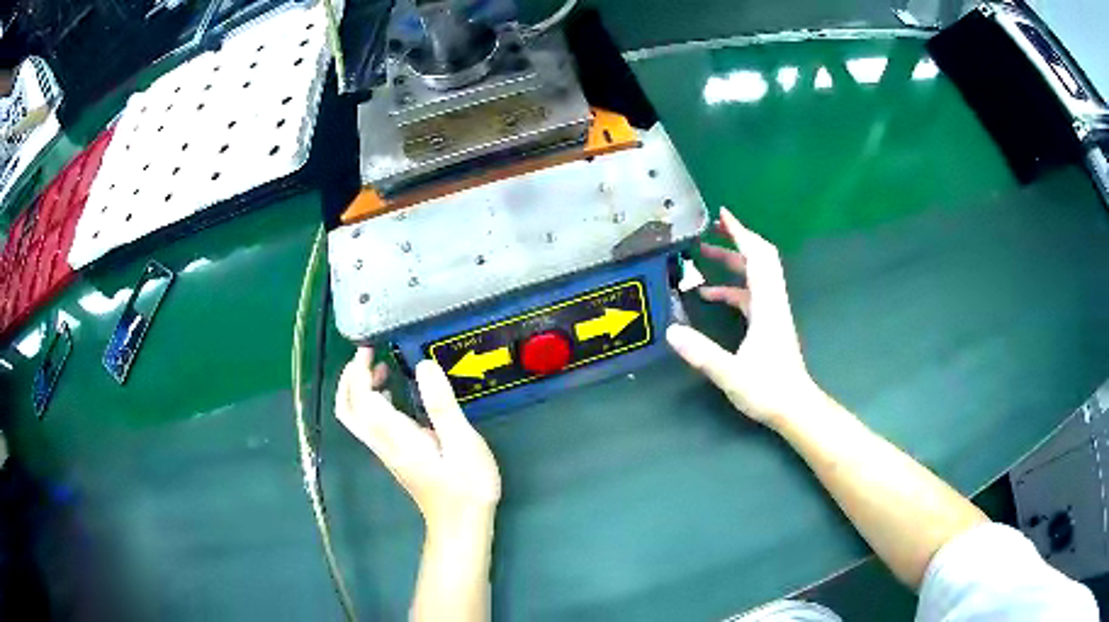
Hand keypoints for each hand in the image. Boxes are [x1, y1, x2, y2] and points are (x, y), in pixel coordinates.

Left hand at [336, 348, 500, 532]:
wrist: (460, 524)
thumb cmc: (466, 485)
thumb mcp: (463, 443)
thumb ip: (442, 405)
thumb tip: (424, 365)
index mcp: (396, 437)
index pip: (361, 399)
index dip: (358, 371)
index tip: (369, 348)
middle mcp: (383, 443)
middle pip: (347, 409)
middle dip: (349, 378)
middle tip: (368, 355)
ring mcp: (385, 451)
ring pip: (355, 417)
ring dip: (358, 389)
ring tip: (380, 368)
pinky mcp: (393, 455)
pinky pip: (368, 423)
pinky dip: (370, 401)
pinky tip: (392, 393)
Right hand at [666, 208, 817, 427]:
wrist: (795, 408)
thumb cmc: (768, 390)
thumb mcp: (731, 374)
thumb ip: (702, 353)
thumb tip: (671, 331)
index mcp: (767, 305)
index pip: (757, 257)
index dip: (741, 233)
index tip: (722, 214)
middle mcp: (772, 302)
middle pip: (760, 258)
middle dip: (737, 239)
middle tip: (712, 227)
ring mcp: (772, 312)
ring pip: (755, 275)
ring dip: (732, 261)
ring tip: (704, 254)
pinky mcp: (768, 324)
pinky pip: (749, 295)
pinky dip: (730, 288)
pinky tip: (708, 295)